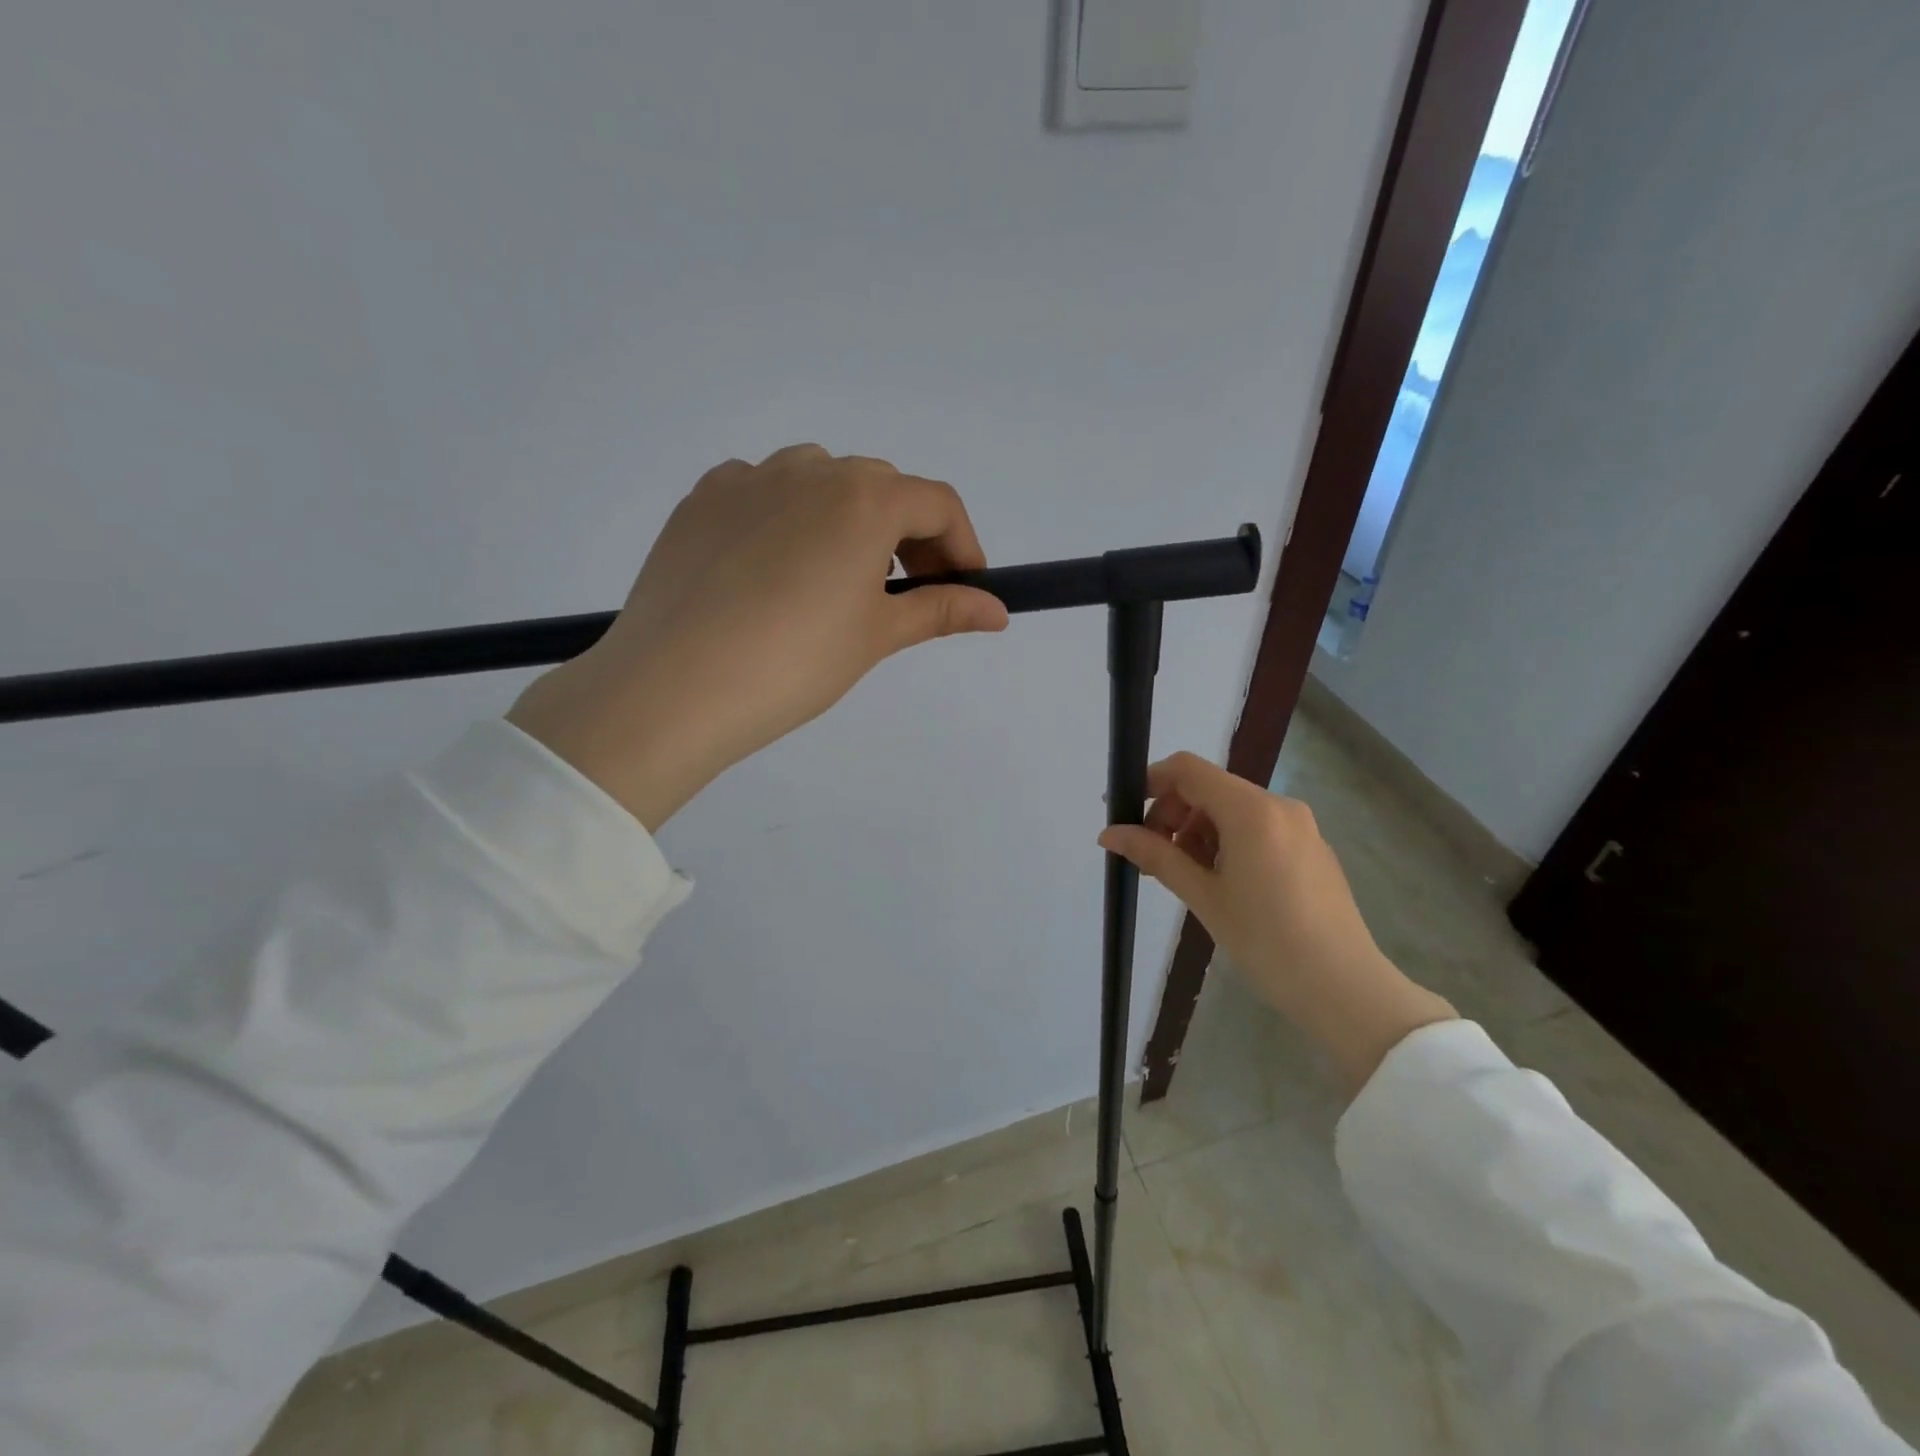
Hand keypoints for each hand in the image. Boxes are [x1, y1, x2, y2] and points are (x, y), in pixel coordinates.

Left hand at [508, 444, 1007, 828]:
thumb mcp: (876, 636)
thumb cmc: (795, 663)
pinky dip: (788, 517)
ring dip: (848, 518)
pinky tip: (775, 569)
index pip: (938, 503)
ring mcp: (749, 478)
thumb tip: (998, 612)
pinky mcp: (702, 498)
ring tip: (838, 578)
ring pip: (821, 480)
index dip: (963, 545)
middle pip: (882, 487)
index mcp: (864, 498)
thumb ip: (942, 611)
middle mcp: (810, 469)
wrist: (674, 687)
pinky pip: (763, 492)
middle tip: (906, 590)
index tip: (965, 587)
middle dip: (909, 534)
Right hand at [1099, 752, 1455, 1091]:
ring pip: (1233, 809)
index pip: (1188, 770)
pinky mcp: (1312, 847)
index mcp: (1251, 811)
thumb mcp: (1203, 896)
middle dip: (1173, 813)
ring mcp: (1301, 826)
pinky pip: (1258, 827)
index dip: (1151, 782)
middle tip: (1154, 856)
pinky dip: (1228, 841)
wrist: (1344, 988)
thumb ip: (1155, 855)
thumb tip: (1108, 833)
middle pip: (1210, 788)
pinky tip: (1223, 883)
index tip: (1125, 813)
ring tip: (1187, 875)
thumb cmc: (1266, 941)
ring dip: (1199, 830)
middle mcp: (1279, 806)